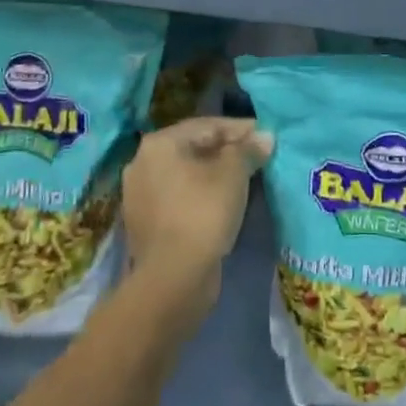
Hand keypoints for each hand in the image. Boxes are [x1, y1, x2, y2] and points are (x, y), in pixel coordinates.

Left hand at [122, 117, 272, 312]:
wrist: (172, 279)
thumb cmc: (203, 213)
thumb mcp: (233, 174)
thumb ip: (248, 150)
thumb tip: (264, 136)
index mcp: (159, 143)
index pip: (207, 126)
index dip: (240, 129)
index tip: (265, 135)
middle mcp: (142, 162)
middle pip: (194, 148)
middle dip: (226, 151)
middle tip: (257, 156)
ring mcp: (139, 195)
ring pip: (186, 174)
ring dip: (214, 174)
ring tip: (244, 179)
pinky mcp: (144, 223)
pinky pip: (179, 198)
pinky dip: (200, 195)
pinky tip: (223, 203)